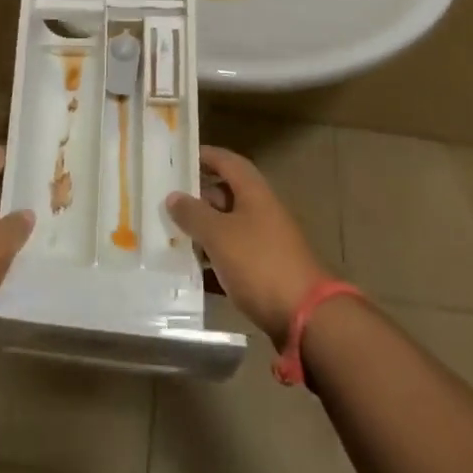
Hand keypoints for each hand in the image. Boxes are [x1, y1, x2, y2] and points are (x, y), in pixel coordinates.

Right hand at [167, 146, 328, 342]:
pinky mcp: (266, 270)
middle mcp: (262, 210)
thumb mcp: (219, 236)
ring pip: (229, 226)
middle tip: (168, 201)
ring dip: (204, 229)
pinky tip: (193, 267)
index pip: (227, 161)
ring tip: (172, 233)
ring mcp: (266, 241)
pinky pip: (234, 254)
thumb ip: (194, 214)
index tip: (179, 157)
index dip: (205, 156)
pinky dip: (215, 256)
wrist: (305, 316)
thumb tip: (173, 196)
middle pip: (227, 194)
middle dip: (199, 196)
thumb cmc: (259, 263)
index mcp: (254, 192)